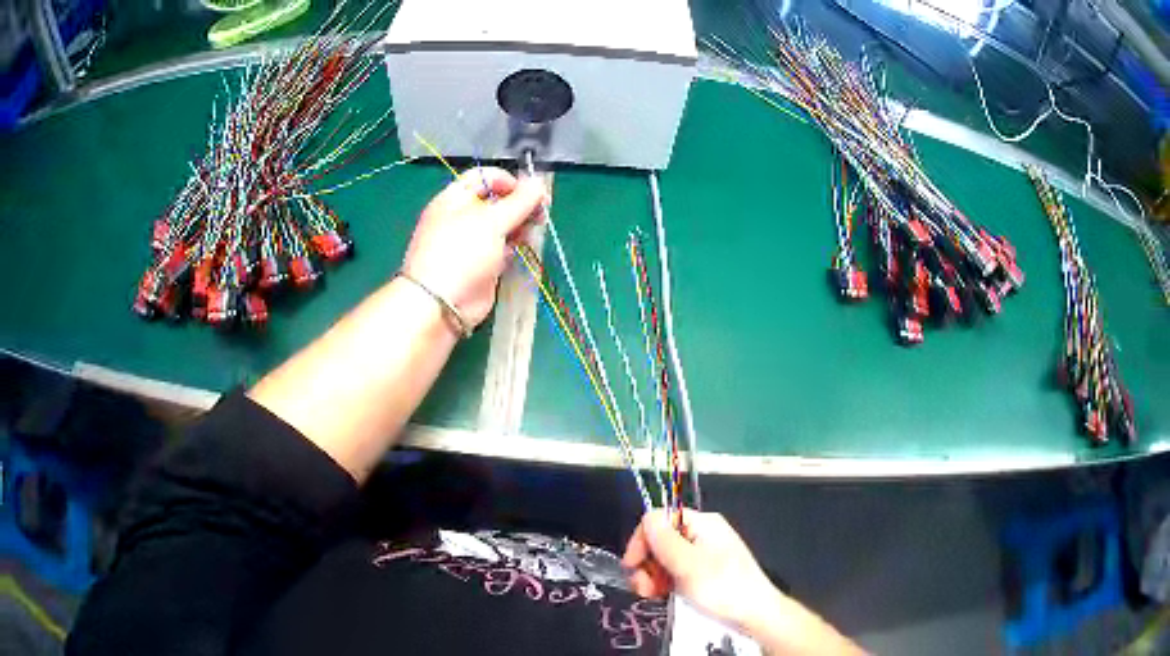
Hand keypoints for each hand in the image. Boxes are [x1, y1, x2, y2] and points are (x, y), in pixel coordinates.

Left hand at [401, 167, 546, 327]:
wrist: (441, 304)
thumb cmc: (461, 253)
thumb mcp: (492, 221)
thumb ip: (519, 201)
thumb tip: (539, 183)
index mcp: (454, 199)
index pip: (485, 177)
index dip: (510, 181)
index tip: (532, 193)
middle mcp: (461, 217)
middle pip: (496, 201)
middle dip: (519, 205)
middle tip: (540, 213)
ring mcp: (471, 243)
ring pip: (501, 226)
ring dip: (519, 226)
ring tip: (531, 231)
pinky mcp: (481, 265)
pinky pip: (501, 249)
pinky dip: (513, 247)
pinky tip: (522, 249)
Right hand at [622, 510, 864, 654]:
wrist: (755, 613)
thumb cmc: (723, 587)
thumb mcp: (689, 566)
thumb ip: (665, 541)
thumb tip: (647, 518)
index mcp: (703, 523)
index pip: (659, 519)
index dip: (641, 540)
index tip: (632, 566)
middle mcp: (702, 533)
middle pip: (659, 539)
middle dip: (647, 562)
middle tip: (644, 588)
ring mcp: (703, 553)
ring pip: (664, 557)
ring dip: (653, 575)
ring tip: (654, 594)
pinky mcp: (703, 571)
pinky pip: (675, 570)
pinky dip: (665, 581)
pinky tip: (664, 595)